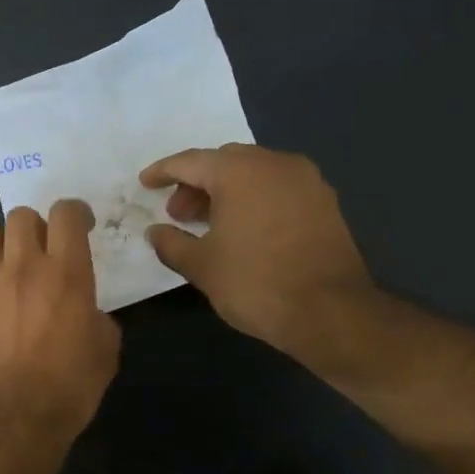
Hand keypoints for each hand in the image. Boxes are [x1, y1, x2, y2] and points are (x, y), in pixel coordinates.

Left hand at [0, 201, 121, 440]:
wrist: (12, 417)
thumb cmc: (69, 386)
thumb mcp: (105, 350)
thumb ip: (97, 317)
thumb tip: (86, 312)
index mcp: (65, 273)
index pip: (66, 213)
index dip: (75, 213)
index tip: (80, 227)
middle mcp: (21, 267)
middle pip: (20, 216)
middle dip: (33, 227)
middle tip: (40, 252)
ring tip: (4, 272)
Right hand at [140, 144, 376, 359]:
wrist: (329, 312)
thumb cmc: (254, 282)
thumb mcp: (200, 266)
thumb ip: (171, 243)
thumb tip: (156, 232)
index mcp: (240, 171)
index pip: (191, 162)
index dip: (163, 172)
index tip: (145, 183)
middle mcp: (275, 164)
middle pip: (224, 162)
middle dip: (196, 183)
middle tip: (178, 214)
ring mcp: (306, 182)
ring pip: (254, 174)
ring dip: (226, 192)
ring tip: (207, 225)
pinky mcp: (325, 203)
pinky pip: (277, 189)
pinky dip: (253, 200)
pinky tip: (242, 231)